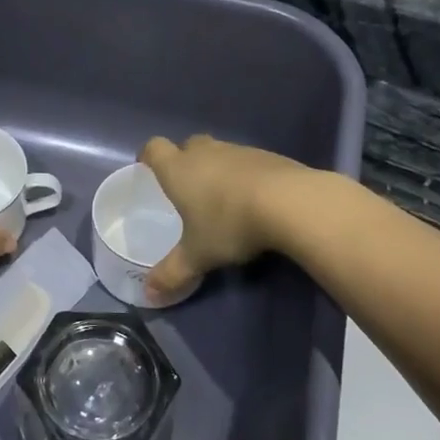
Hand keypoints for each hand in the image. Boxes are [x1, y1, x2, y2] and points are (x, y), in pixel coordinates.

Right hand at [138, 134, 312, 300]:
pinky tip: (255, 200)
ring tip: (224, 198)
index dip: (149, 156)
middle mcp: (206, 153)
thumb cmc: (230, 224)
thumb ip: (172, 274)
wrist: (291, 203)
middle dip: (186, 160)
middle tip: (188, 187)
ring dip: (218, 168)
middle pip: (189, 145)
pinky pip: (249, 162)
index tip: (148, 167)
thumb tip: (148, 295)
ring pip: (221, 152)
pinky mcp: (270, 156)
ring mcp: (240, 151)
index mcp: (179, 169)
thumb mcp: (198, 256)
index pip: (155, 148)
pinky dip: (246, 176)